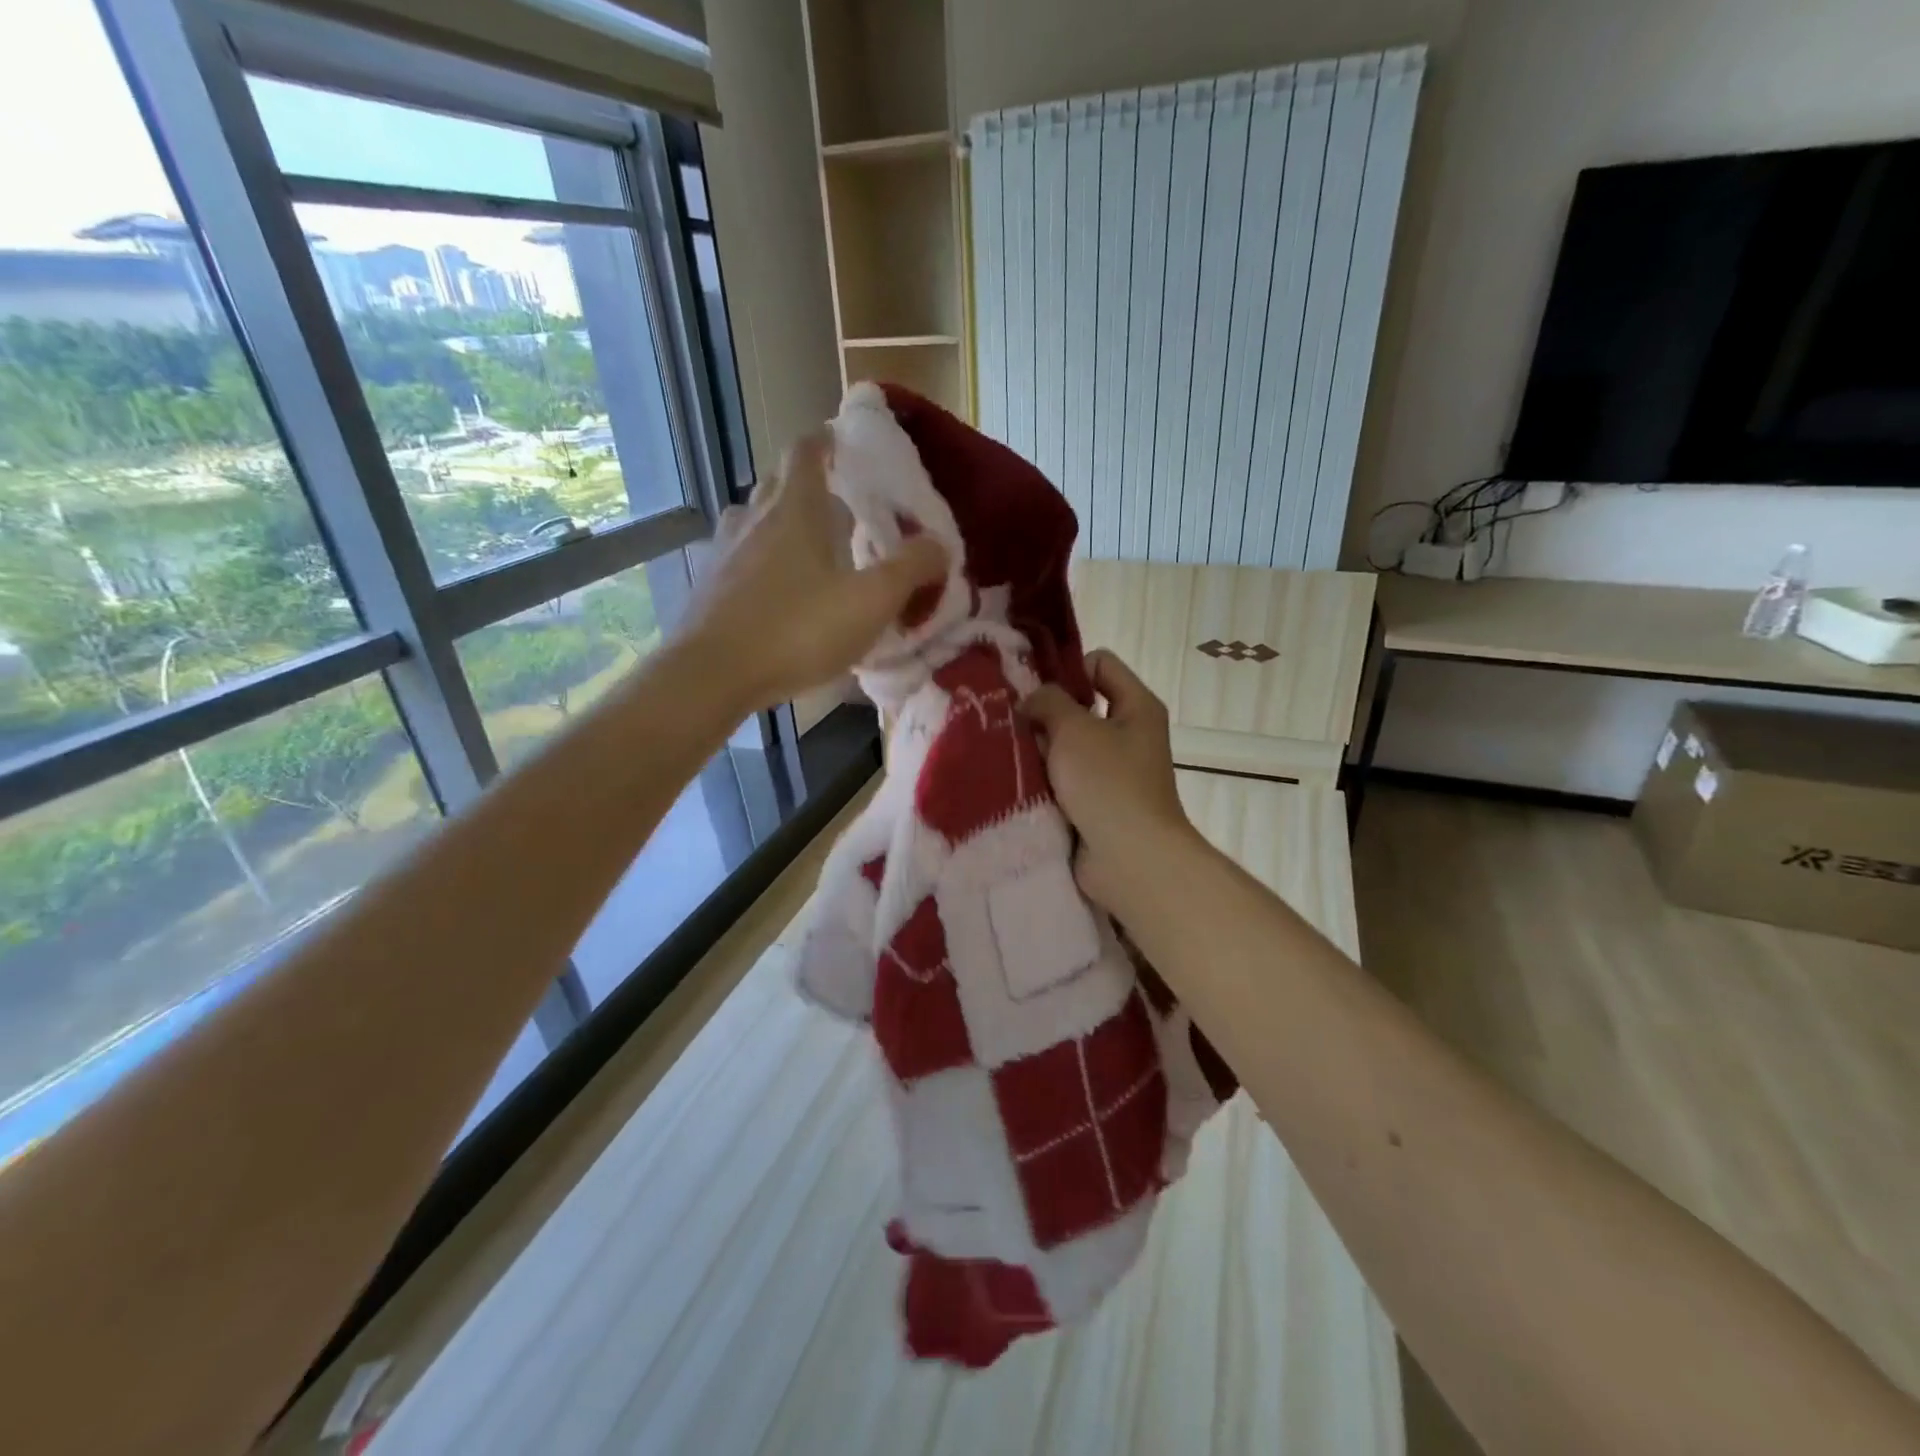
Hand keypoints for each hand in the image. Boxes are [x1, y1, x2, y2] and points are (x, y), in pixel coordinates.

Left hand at [678, 431, 947, 711]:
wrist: (711, 676)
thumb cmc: (796, 631)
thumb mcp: (870, 602)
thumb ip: (910, 570)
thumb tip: (939, 545)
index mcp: (793, 509)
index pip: (806, 451)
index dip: (827, 441)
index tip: (846, 446)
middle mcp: (752, 518)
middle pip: (778, 483)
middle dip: (808, 485)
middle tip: (841, 505)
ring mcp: (723, 552)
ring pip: (755, 521)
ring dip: (782, 524)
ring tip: (810, 550)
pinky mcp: (707, 588)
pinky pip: (740, 559)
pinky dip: (762, 562)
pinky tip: (778, 594)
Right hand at [1023, 651, 1197, 910]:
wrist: (1129, 859)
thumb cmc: (1108, 783)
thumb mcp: (1075, 729)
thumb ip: (1048, 701)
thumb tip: (1031, 700)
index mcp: (1136, 707)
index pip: (1100, 663)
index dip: (1066, 667)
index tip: (1031, 686)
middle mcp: (1127, 735)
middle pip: (1078, 707)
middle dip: (1043, 712)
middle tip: (1007, 720)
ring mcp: (1111, 772)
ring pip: (1065, 746)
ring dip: (1037, 749)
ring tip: (1003, 750)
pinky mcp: (1094, 803)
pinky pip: (1062, 779)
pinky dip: (1041, 780)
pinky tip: (1012, 779)